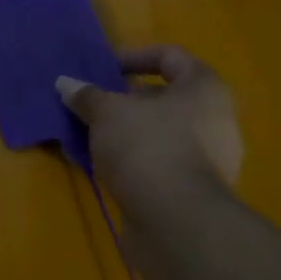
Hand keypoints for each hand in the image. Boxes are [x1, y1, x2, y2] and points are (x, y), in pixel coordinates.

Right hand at [57, 45, 243, 228]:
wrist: (176, 223)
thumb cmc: (147, 147)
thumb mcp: (107, 113)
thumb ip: (86, 96)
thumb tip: (65, 83)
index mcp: (204, 89)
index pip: (170, 57)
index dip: (134, 57)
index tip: (102, 70)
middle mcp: (215, 120)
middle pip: (165, 99)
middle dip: (125, 101)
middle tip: (92, 105)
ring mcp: (209, 160)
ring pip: (160, 134)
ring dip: (125, 133)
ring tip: (89, 137)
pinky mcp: (194, 193)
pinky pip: (159, 163)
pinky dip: (132, 161)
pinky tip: (101, 167)